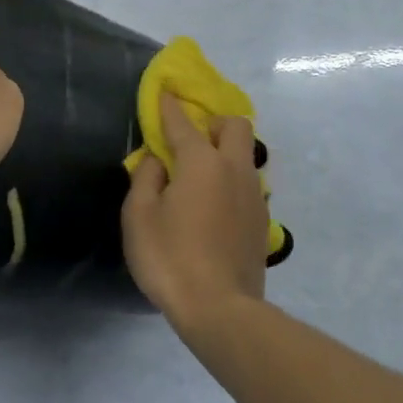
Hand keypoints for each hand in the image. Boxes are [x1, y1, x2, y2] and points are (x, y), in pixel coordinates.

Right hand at [121, 93, 270, 330]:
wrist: (220, 309)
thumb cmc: (170, 257)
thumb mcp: (139, 216)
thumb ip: (147, 179)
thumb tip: (159, 161)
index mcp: (202, 162)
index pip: (183, 122)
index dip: (169, 106)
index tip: (164, 93)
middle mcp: (234, 170)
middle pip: (235, 126)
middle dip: (214, 124)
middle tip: (191, 141)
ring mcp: (254, 196)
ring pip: (246, 156)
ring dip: (225, 154)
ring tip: (200, 178)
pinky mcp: (262, 222)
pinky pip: (248, 185)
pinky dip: (231, 183)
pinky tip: (214, 207)